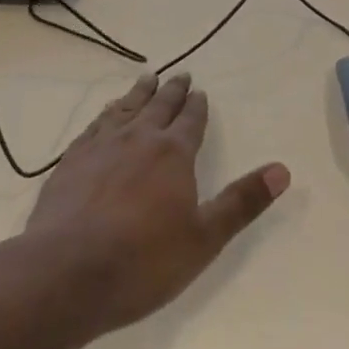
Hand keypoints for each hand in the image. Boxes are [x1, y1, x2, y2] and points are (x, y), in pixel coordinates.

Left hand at [20, 72, 289, 342]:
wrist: (65, 272)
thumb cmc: (143, 260)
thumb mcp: (204, 238)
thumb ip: (242, 202)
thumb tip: (282, 170)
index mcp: (173, 153)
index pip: (190, 120)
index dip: (197, 106)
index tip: (200, 91)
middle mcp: (138, 138)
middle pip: (158, 106)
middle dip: (172, 91)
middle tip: (179, 76)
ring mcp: (100, 146)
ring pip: (124, 109)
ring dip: (138, 94)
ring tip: (145, 80)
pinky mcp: (71, 161)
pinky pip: (94, 126)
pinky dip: (105, 114)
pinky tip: (104, 116)